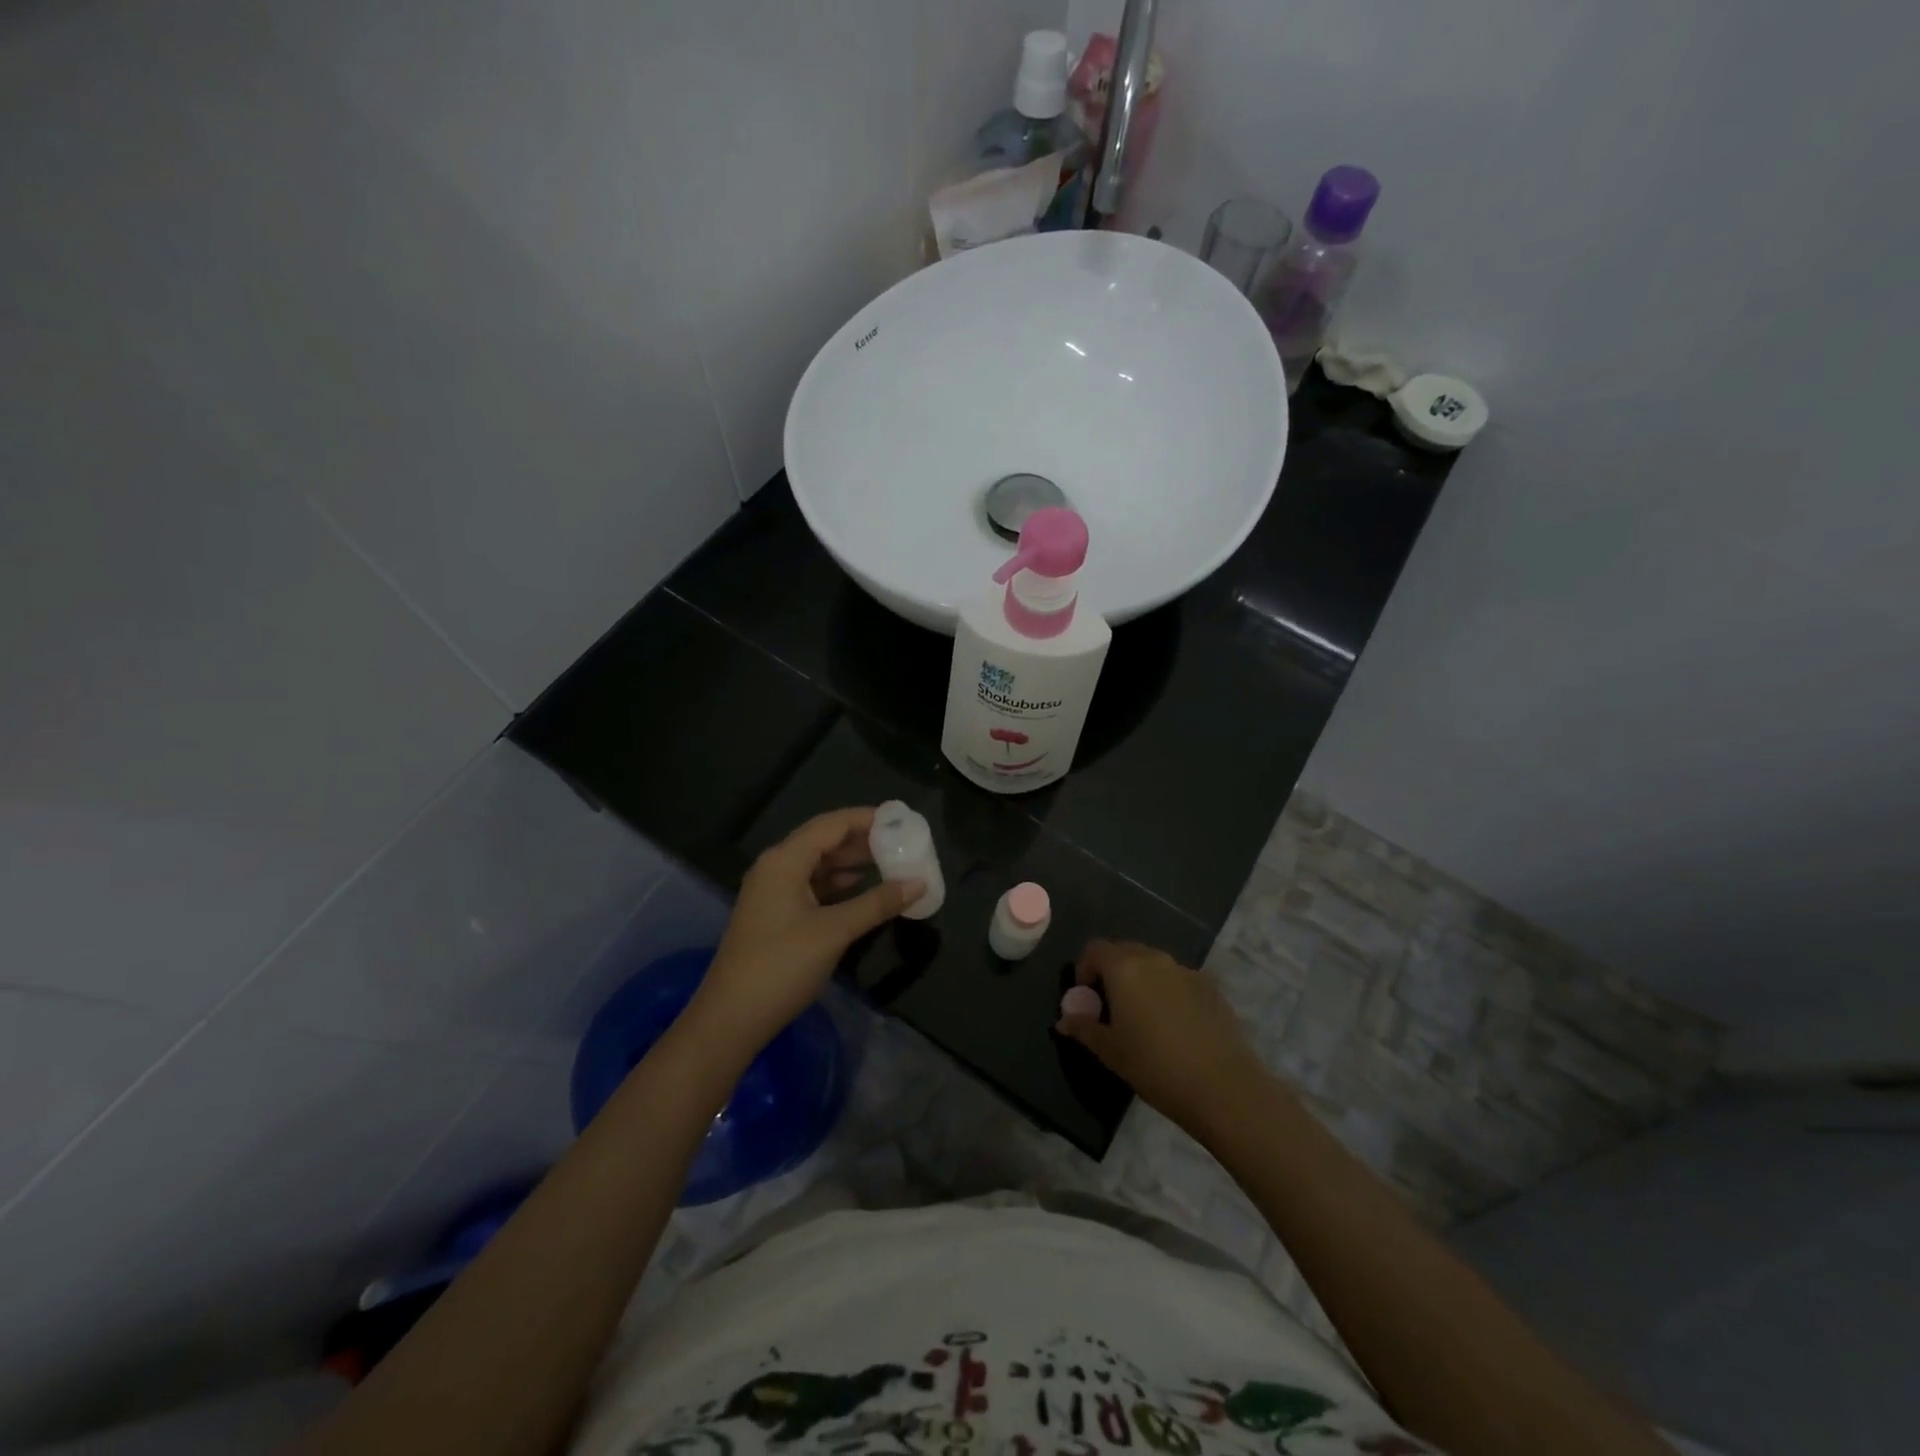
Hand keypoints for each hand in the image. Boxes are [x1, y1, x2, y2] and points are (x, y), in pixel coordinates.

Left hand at [687, 807, 922, 1055]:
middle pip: (824, 840)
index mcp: (785, 860)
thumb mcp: (835, 931)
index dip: (867, 819)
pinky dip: (838, 884)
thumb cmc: (782, 965)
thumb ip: (878, 903)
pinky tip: (861, 889)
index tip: (902, 821)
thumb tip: (919, 884)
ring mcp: (772, 891)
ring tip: (891, 862)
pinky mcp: (775, 914)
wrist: (731, 1018)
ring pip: (818, 864)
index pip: (832, 824)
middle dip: (863, 840)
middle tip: (902, 843)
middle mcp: (776, 867)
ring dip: (852, 862)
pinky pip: (812, 885)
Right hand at [1056, 940, 1267, 1135]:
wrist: (1224, 1087)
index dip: (1084, 969)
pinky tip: (1174, 1027)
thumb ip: (1084, 1028)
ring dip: (1141, 981)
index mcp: (1125, 968)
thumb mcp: (1110, 1051)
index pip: (1094, 949)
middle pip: (1124, 951)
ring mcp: (1186, 971)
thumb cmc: (1155, 1066)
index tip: (1086, 999)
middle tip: (1110, 1008)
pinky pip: (1178, 980)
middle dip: (1111, 972)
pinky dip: (1167, 992)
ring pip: (1153, 965)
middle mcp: (1155, 959)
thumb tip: (1064, 1019)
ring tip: (1142, 1019)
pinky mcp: (1210, 988)